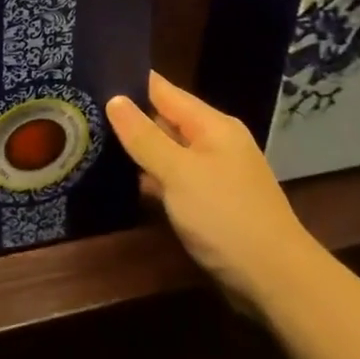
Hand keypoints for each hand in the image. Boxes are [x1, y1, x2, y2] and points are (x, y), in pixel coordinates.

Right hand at [107, 72, 321, 309]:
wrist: (278, 283)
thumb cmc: (226, 217)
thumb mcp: (178, 173)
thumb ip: (144, 137)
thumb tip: (114, 99)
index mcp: (212, 125)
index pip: (163, 90)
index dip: (129, 81)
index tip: (89, 75)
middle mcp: (215, 142)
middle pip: (164, 119)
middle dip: (128, 117)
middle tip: (81, 111)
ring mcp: (215, 174)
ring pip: (167, 152)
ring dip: (137, 150)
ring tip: (90, 140)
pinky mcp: (212, 204)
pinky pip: (174, 179)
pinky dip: (151, 178)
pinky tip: (120, 181)